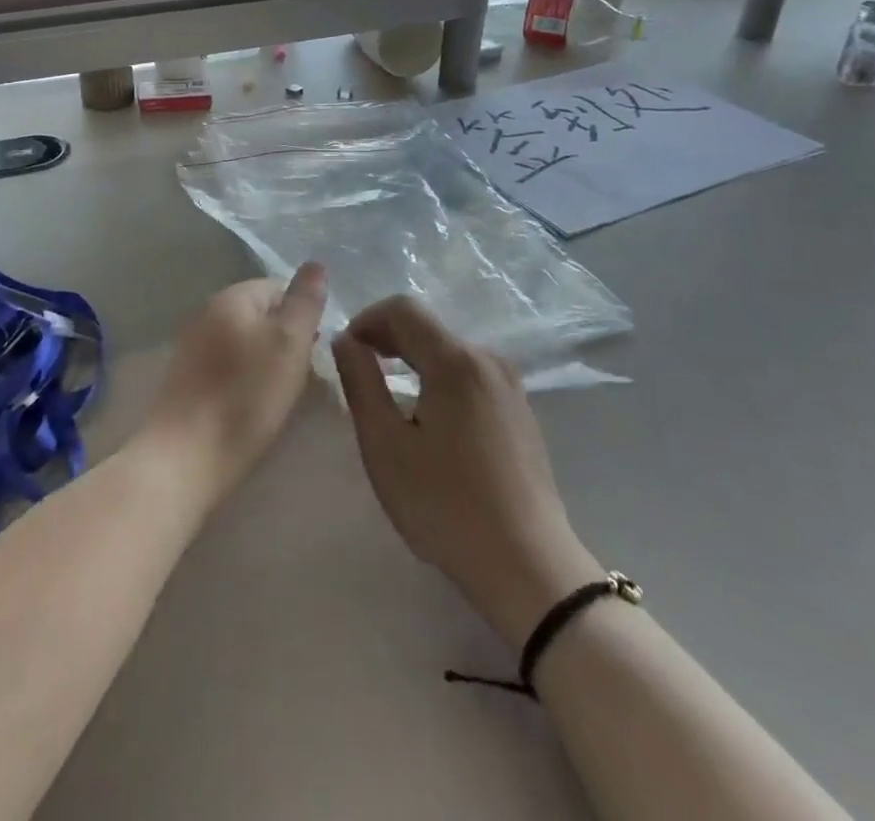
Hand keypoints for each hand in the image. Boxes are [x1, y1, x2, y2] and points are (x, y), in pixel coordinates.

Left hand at [131, 263, 327, 512]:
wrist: (186, 456)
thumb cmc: (246, 395)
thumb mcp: (290, 343)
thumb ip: (305, 301)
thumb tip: (316, 264)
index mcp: (231, 297)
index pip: (279, 287)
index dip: (304, 315)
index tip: (316, 350)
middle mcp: (206, 312)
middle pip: (261, 314)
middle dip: (286, 339)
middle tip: (303, 374)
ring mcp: (192, 345)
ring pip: (245, 341)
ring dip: (267, 360)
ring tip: (281, 393)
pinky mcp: (186, 378)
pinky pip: (227, 365)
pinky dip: (245, 379)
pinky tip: (252, 404)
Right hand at [333, 296, 600, 646]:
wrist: (528, 567)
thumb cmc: (446, 506)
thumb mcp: (385, 446)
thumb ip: (361, 382)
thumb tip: (346, 341)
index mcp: (455, 361)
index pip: (403, 308)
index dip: (367, 319)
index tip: (346, 351)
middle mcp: (488, 359)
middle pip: (428, 327)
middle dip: (388, 338)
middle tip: (360, 371)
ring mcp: (510, 384)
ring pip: (449, 350)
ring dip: (413, 358)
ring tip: (389, 394)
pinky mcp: (520, 409)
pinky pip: (469, 373)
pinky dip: (439, 377)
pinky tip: (428, 416)